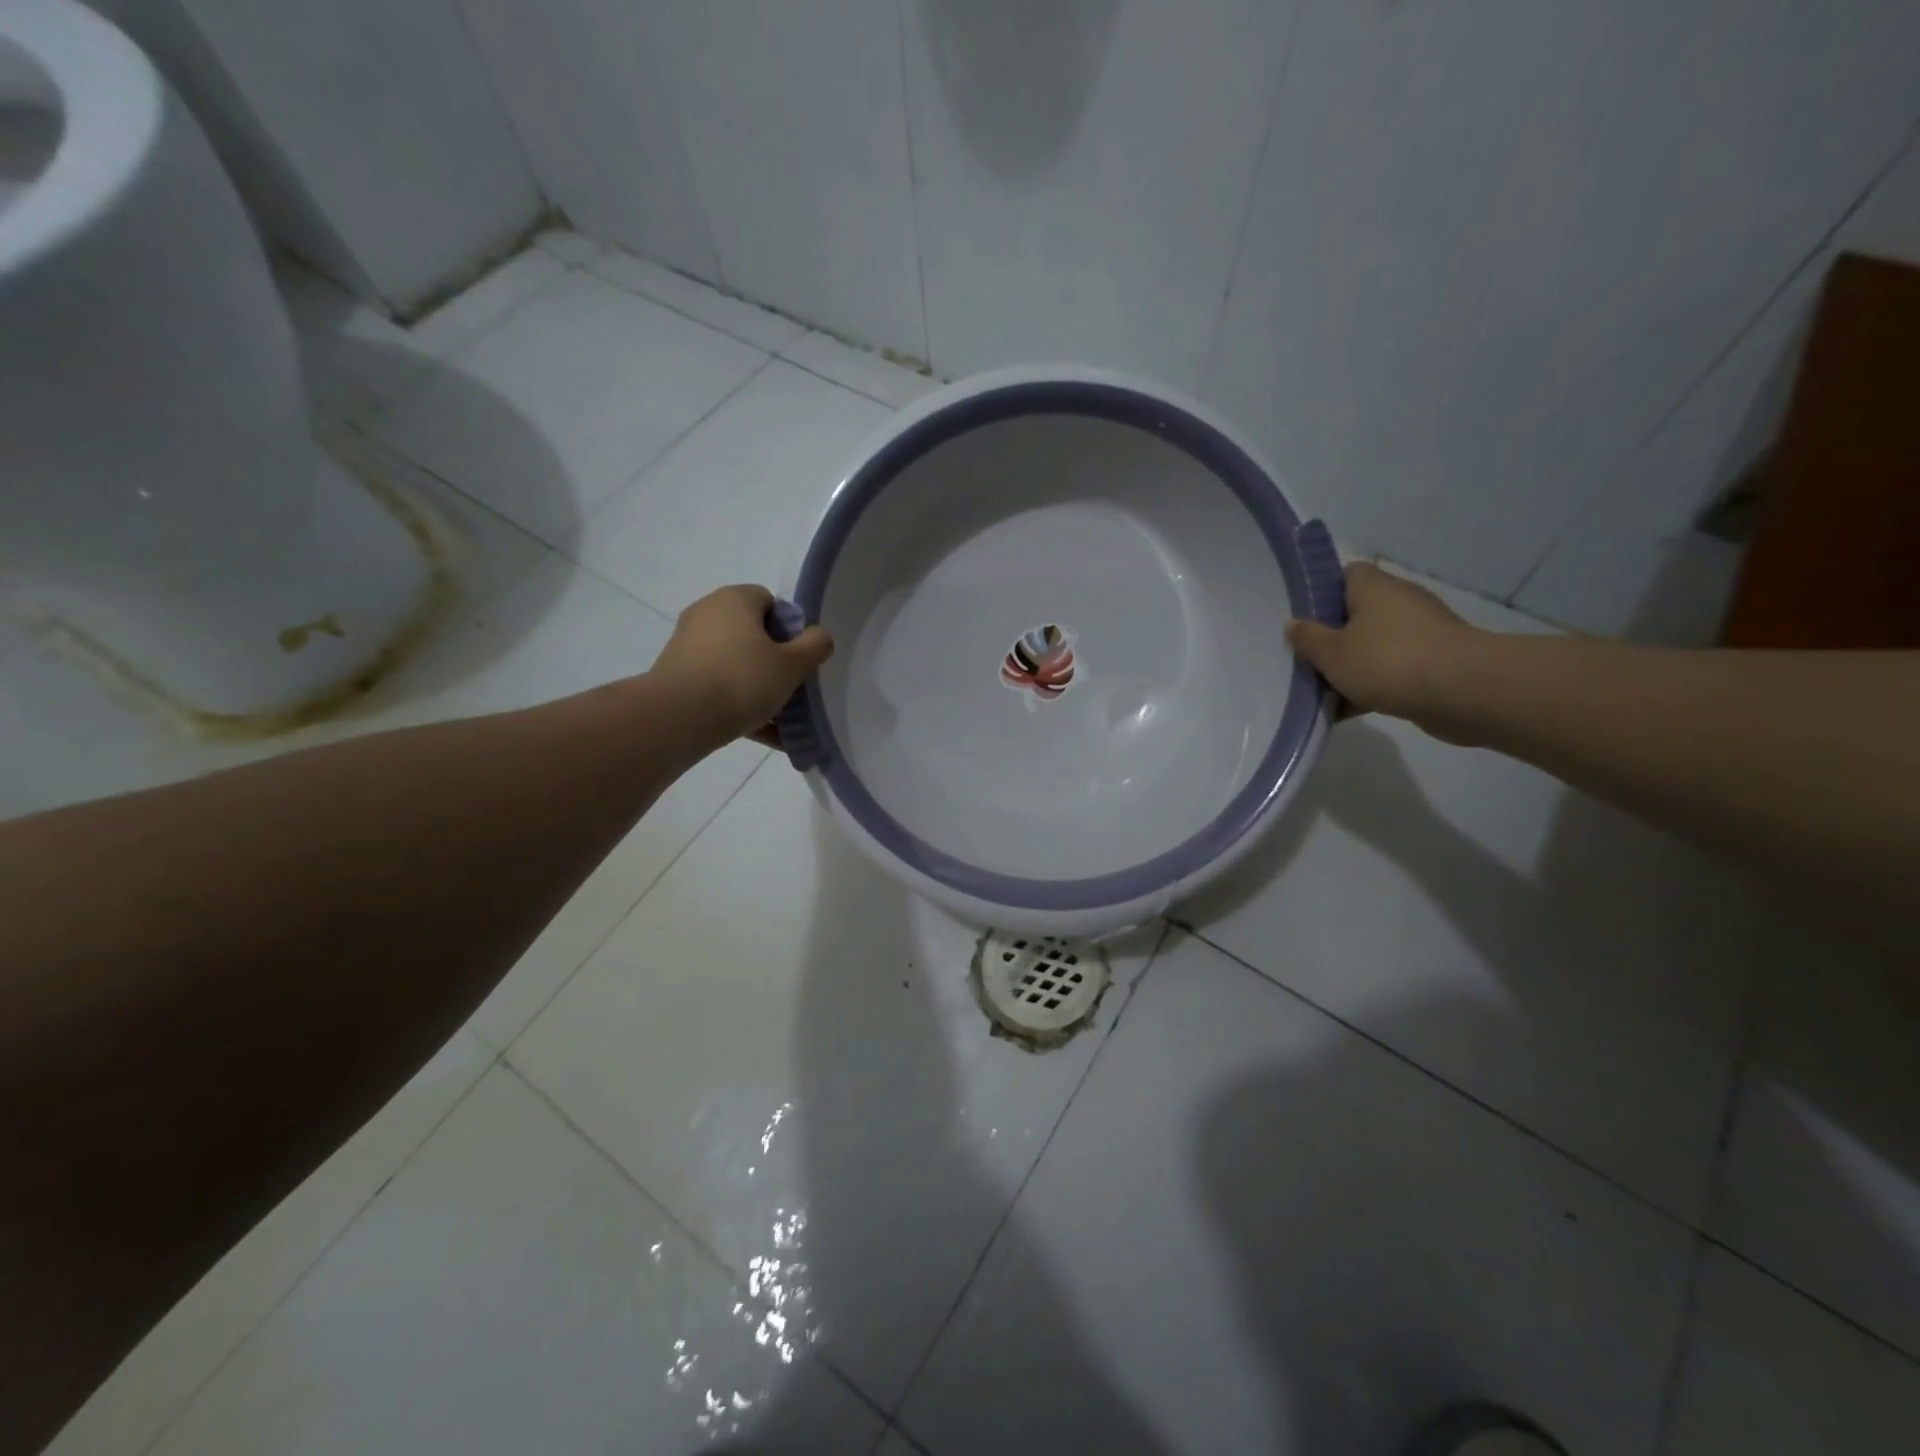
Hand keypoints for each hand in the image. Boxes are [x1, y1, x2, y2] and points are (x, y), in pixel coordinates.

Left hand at [651, 585, 832, 749]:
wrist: (678, 717)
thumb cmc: (742, 680)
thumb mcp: (792, 665)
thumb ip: (815, 646)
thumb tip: (818, 636)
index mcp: (734, 599)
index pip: (770, 602)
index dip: (790, 628)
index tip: (799, 658)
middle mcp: (707, 614)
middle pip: (752, 634)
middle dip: (775, 661)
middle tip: (792, 688)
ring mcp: (688, 645)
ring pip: (736, 664)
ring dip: (758, 688)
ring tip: (781, 721)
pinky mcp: (676, 675)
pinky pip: (717, 686)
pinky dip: (738, 704)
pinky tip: (763, 735)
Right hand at [1284, 562, 1483, 741]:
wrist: (1461, 691)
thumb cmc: (1387, 661)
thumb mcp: (1332, 653)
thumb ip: (1308, 639)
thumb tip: (1293, 624)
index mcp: (1374, 588)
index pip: (1347, 573)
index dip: (1323, 591)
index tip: (1303, 616)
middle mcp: (1399, 602)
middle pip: (1358, 612)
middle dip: (1333, 634)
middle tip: (1306, 656)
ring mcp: (1421, 632)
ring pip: (1374, 643)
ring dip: (1352, 663)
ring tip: (1322, 687)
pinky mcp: (1434, 661)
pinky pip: (1392, 669)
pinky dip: (1372, 684)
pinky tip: (1347, 708)